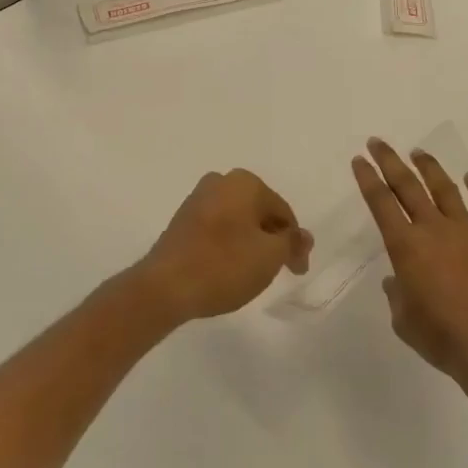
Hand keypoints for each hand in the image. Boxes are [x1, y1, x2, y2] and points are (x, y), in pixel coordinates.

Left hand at [134, 170, 312, 322]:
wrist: (165, 286)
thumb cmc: (224, 264)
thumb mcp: (269, 256)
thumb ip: (291, 243)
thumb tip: (303, 236)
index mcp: (245, 182)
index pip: (282, 212)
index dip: (294, 243)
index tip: (297, 271)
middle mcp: (221, 181)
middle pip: (259, 212)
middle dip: (271, 240)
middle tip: (277, 271)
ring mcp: (198, 199)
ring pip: (237, 220)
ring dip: (250, 242)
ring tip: (252, 273)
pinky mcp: (182, 220)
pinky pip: (217, 229)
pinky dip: (228, 245)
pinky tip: (227, 269)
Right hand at [353, 138, 467, 389]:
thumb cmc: (442, 338)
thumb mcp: (404, 321)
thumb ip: (397, 294)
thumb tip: (397, 280)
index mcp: (406, 246)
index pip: (381, 203)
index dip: (368, 179)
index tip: (359, 160)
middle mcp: (434, 229)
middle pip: (408, 186)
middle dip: (390, 161)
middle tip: (378, 143)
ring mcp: (467, 231)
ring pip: (445, 189)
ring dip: (429, 167)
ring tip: (417, 151)